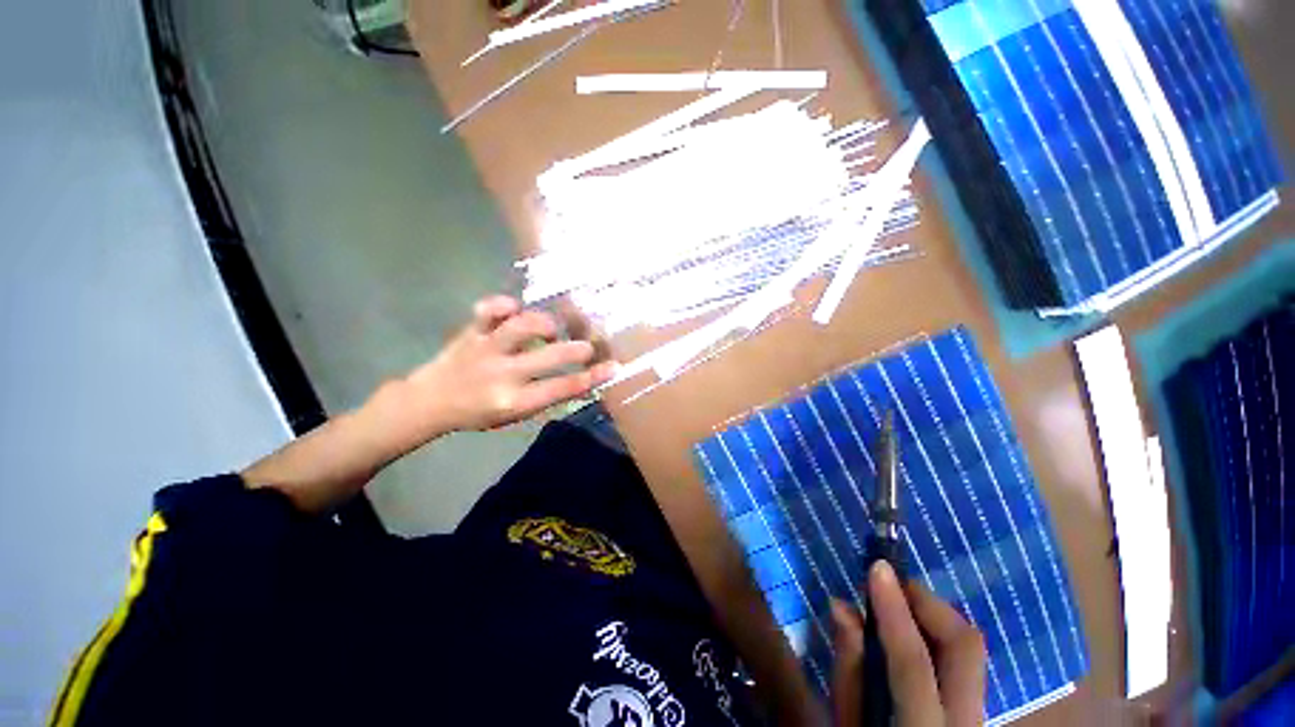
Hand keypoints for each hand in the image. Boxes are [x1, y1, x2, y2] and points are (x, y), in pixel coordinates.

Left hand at [401, 295, 616, 434]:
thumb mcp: (515, 416)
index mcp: (515, 401)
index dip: (592, 377)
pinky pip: (487, 310)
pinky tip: (514, 309)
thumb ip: (544, 396)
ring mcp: (485, 350)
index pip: (562, 388)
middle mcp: (503, 375)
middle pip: (549, 357)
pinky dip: (505, 305)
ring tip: (552, 329)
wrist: (428, 403)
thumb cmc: (478, 412)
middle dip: (576, 349)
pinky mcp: (470, 332)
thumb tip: (578, 378)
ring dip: (545, 325)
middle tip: (588, 346)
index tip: (613, 367)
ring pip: (521, 327)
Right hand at [830, 561, 986, 725]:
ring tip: (896, 603)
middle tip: (891, 582)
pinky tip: (911, 631)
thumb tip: (841, 605)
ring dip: (933, 615)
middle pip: (966, 646)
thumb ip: (849, 667)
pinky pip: (964, 658)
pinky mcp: (979, 708)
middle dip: (928, 603)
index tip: (877, 567)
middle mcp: (965, 722)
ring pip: (969, 649)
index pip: (913, 662)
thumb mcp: (848, 723)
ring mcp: (979, 715)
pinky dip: (937, 633)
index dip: (894, 610)